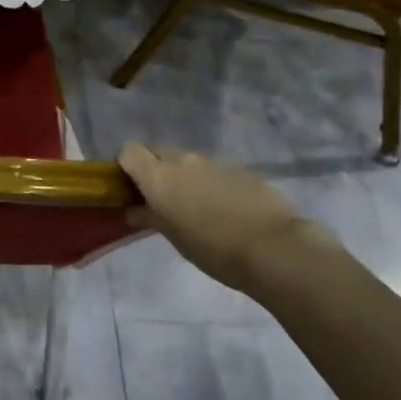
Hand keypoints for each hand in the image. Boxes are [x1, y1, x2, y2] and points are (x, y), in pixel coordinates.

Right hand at [119, 144, 323, 290]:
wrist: (274, 248)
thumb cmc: (213, 249)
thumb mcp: (174, 237)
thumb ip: (150, 217)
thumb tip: (133, 210)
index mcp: (158, 176)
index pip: (129, 150)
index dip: (126, 165)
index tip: (130, 187)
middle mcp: (183, 160)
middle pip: (156, 150)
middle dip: (153, 167)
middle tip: (159, 197)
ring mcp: (214, 162)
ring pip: (187, 161)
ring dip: (183, 176)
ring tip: (196, 207)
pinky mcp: (240, 170)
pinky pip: (214, 170)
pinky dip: (211, 183)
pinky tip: (225, 210)